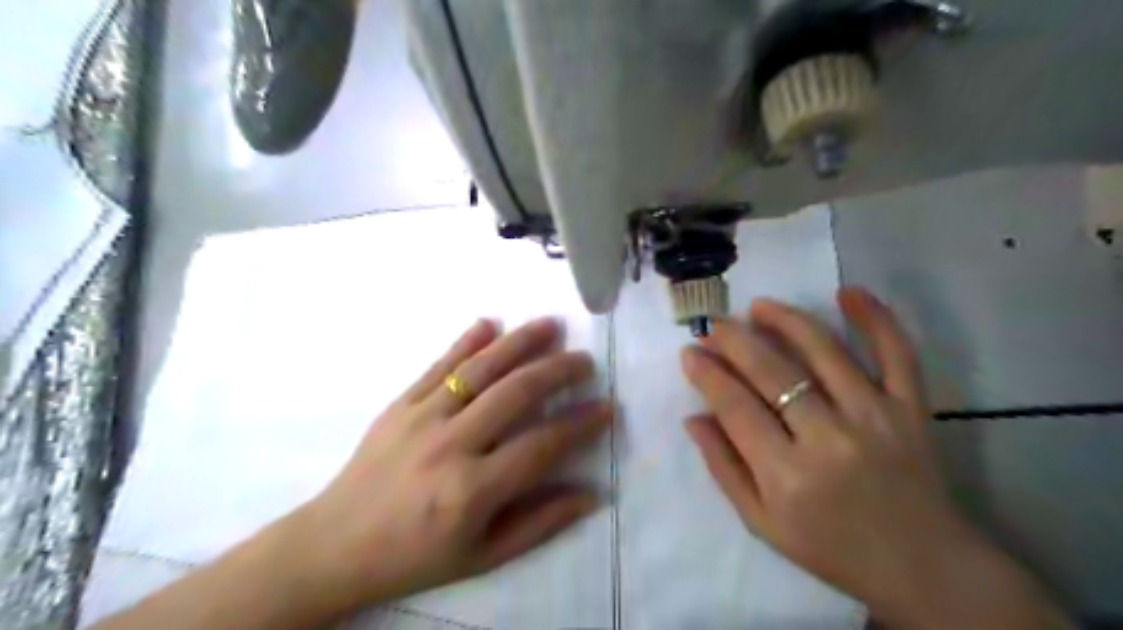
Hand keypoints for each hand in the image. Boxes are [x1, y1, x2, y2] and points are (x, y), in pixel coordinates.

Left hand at [287, 318, 609, 616]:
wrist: (334, 544)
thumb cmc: (415, 556)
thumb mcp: (483, 556)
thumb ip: (540, 523)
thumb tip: (591, 494)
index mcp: (472, 489)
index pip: (542, 445)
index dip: (579, 424)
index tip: (606, 408)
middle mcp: (450, 445)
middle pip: (515, 393)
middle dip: (557, 371)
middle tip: (584, 360)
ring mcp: (421, 418)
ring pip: (480, 369)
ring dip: (519, 342)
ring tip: (551, 325)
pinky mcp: (399, 404)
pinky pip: (438, 366)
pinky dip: (465, 341)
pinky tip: (489, 323)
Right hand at [679, 288, 1072, 627]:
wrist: (923, 566)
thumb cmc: (831, 548)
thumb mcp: (761, 523)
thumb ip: (724, 468)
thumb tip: (694, 417)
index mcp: (787, 475)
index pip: (735, 407)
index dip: (707, 374)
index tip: (689, 353)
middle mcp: (829, 439)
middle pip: (772, 372)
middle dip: (734, 341)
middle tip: (713, 325)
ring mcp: (876, 418)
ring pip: (824, 352)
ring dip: (786, 320)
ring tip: (758, 305)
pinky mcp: (912, 409)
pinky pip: (897, 355)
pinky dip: (876, 319)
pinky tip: (848, 291)